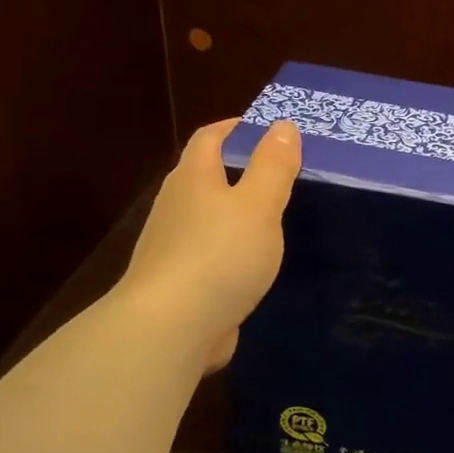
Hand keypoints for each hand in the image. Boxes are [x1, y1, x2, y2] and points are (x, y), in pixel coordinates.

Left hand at [116, 117, 301, 369]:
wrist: (171, 327)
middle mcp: (176, 207)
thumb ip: (273, 166)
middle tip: (280, 174)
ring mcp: (172, 247)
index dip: (236, 128)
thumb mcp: (258, 205)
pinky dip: (231, 251)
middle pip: (205, 177)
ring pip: (207, 219)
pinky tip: (253, 266)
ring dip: (234, 214)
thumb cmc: (220, 256)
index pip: (210, 138)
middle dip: (237, 171)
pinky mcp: (179, 283)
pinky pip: (210, 255)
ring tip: (272, 219)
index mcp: (193, 179)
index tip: (266, 128)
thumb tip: (283, 125)